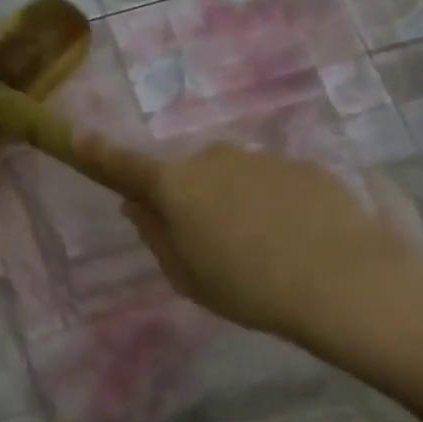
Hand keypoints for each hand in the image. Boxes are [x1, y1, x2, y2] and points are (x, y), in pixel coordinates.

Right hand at [72, 134, 422, 361]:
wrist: (345, 280)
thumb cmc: (248, 286)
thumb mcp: (186, 275)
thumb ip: (156, 235)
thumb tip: (138, 206)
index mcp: (176, 185)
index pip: (125, 164)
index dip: (99, 152)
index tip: (77, 135)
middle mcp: (214, 158)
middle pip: (186, 174)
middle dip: (187, 198)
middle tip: (206, 244)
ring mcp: (262, 158)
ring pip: (231, 177)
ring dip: (232, 202)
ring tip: (260, 250)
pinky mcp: (304, 166)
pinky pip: (270, 183)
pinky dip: (270, 204)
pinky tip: (294, 240)